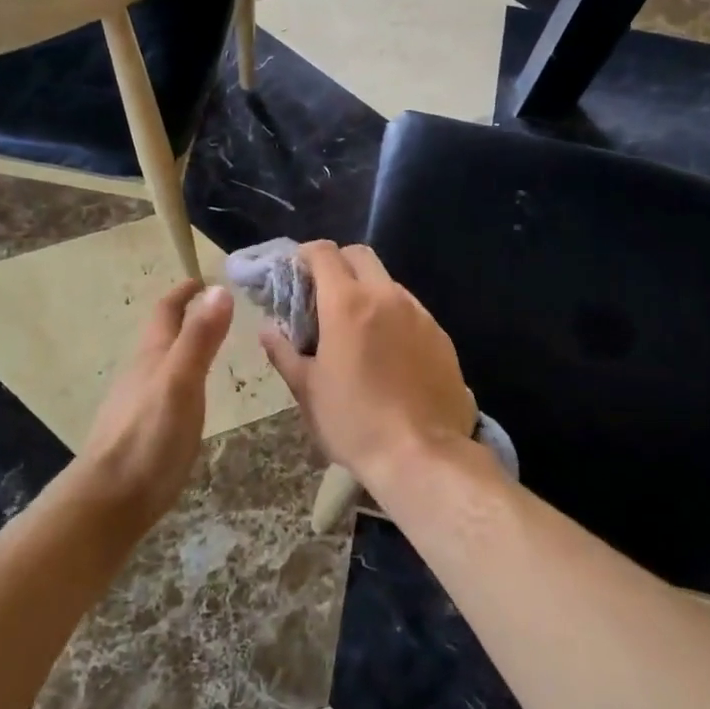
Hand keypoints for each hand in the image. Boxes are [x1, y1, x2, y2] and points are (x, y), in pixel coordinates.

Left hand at [80, 281, 234, 519]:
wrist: (109, 500)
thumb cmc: (149, 437)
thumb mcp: (181, 382)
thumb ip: (200, 338)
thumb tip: (219, 289)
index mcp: (151, 356)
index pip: (166, 311)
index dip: (183, 293)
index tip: (202, 279)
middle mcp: (140, 373)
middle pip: (160, 335)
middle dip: (183, 317)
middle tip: (214, 309)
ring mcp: (136, 403)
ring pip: (159, 363)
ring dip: (181, 347)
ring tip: (206, 347)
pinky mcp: (139, 430)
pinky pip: (161, 390)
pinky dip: (179, 377)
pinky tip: (187, 395)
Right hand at [259, 242, 477, 490]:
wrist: (423, 455)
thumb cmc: (354, 422)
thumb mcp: (307, 391)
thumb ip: (284, 352)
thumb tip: (268, 329)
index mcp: (347, 303)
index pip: (323, 253)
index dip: (305, 255)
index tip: (295, 274)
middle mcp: (386, 296)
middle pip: (360, 255)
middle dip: (338, 264)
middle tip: (323, 296)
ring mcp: (419, 314)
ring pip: (388, 282)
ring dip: (367, 291)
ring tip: (356, 329)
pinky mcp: (441, 335)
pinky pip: (411, 310)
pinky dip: (393, 316)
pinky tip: (388, 352)